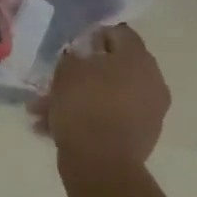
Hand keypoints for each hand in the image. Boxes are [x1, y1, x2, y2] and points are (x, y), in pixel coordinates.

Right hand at [29, 24, 170, 174]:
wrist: (101, 163)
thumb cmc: (84, 105)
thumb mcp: (66, 71)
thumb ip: (72, 57)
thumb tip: (79, 56)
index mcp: (138, 58)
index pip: (119, 33)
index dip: (94, 35)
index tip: (73, 47)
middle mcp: (151, 80)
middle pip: (115, 66)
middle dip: (83, 72)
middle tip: (57, 80)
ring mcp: (150, 110)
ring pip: (108, 94)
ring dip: (80, 98)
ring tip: (45, 110)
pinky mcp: (142, 135)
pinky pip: (111, 117)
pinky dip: (89, 117)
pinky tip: (56, 127)